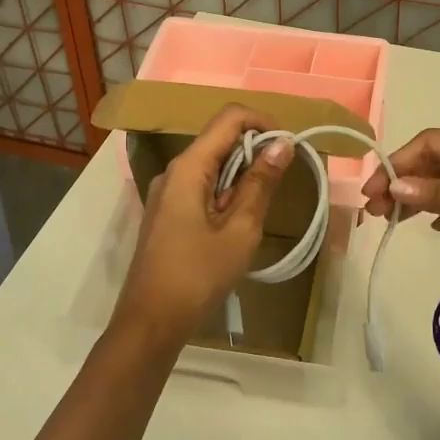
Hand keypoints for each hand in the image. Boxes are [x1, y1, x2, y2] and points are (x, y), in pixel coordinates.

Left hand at [113, 104, 293, 347]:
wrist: (151, 321)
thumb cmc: (198, 275)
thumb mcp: (240, 230)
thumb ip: (260, 183)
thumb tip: (282, 145)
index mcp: (189, 167)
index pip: (229, 118)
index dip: (263, 122)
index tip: (289, 147)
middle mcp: (174, 171)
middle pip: (219, 139)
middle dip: (255, 150)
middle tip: (283, 181)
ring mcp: (167, 192)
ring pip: (212, 164)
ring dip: (241, 174)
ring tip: (261, 208)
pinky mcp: (168, 213)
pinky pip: (201, 186)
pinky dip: (225, 192)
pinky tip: (237, 223)